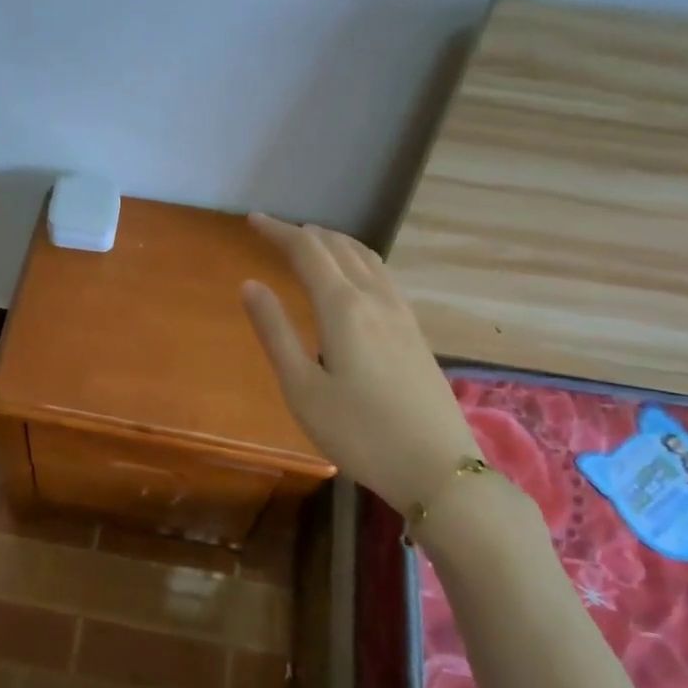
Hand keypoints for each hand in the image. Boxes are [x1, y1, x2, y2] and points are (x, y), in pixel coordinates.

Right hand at [240, 212, 482, 516]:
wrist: (436, 467)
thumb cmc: (358, 433)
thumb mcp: (302, 388)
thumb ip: (275, 332)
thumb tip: (250, 284)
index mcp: (344, 308)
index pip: (307, 251)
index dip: (278, 232)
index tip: (253, 220)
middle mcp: (375, 298)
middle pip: (339, 247)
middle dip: (304, 233)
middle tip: (273, 232)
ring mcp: (401, 313)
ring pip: (366, 257)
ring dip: (335, 242)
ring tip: (311, 243)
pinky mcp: (414, 331)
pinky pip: (382, 275)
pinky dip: (357, 259)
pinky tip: (353, 277)